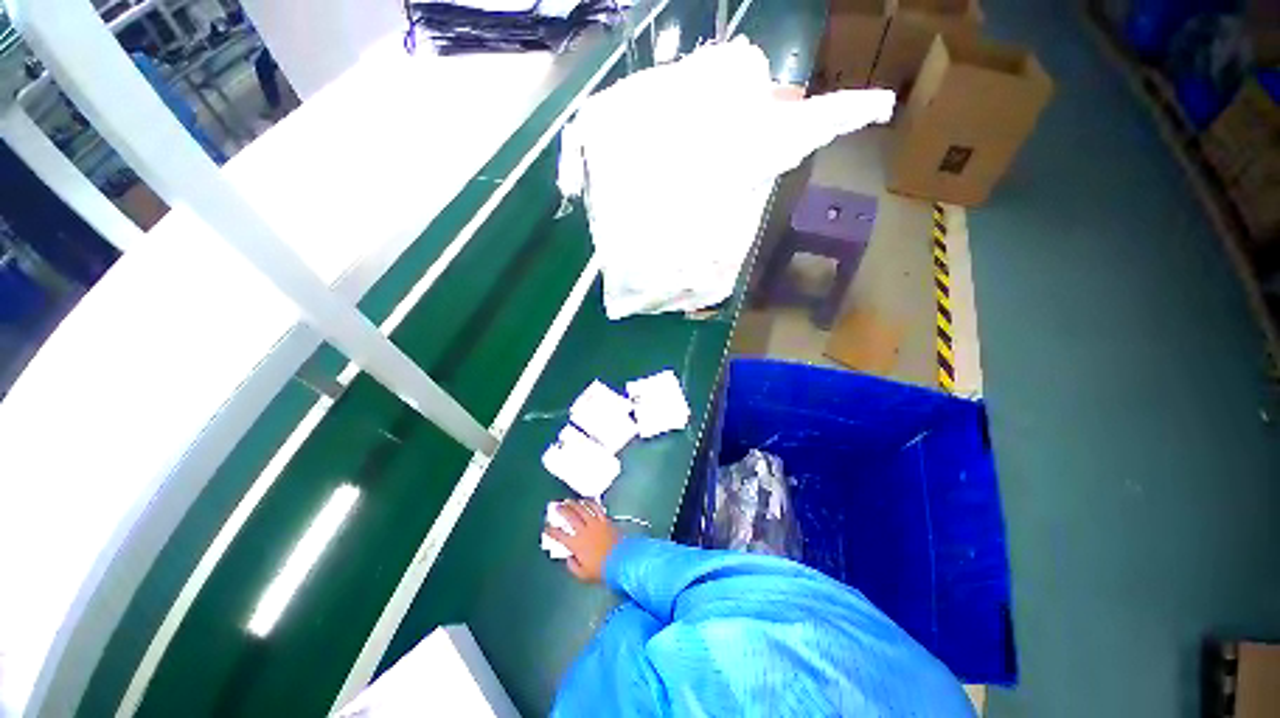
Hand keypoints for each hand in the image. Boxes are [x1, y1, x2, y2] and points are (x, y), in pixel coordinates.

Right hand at [545, 499, 618, 582]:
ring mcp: (596, 523)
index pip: (560, 535)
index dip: (551, 530)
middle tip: (556, 506)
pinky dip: (590, 502)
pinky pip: (597, 508)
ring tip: (568, 501)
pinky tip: (586, 500)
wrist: (622, 561)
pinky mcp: (606, 520)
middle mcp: (584, 530)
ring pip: (582, 509)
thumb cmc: (602, 570)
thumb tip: (569, 558)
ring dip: (574, 504)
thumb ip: (573, 566)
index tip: (546, 527)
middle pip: (570, 516)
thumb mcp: (583, 574)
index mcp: (576, 544)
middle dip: (562, 510)